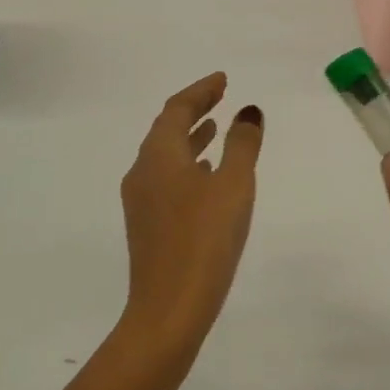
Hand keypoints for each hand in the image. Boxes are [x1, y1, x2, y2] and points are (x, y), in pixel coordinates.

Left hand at [117, 73, 264, 363]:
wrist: (169, 309)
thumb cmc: (204, 240)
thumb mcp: (233, 185)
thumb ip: (242, 144)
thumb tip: (247, 110)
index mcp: (158, 155)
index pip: (177, 108)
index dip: (200, 90)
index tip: (223, 80)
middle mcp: (143, 171)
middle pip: (166, 128)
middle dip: (194, 109)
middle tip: (220, 96)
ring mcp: (141, 201)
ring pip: (166, 156)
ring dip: (191, 137)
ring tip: (215, 129)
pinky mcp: (147, 225)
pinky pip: (167, 178)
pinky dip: (187, 164)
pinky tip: (206, 176)